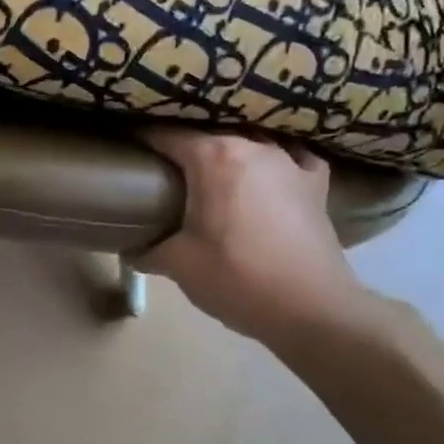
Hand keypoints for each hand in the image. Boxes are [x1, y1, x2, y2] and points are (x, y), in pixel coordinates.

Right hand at [137, 129, 371, 347]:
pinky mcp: (316, 184)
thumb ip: (149, 250)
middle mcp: (253, 147)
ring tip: (211, 173)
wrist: (310, 308)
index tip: (127, 147)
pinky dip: (276, 163)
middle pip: (210, 135)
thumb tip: (132, 250)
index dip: (142, 138)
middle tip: (163, 169)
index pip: (167, 135)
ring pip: (251, 143)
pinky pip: (292, 159)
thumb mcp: (177, 264)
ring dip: (229, 154)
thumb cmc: (235, 278)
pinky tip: (269, 175)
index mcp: (213, 158)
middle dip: (184, 147)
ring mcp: (290, 162)